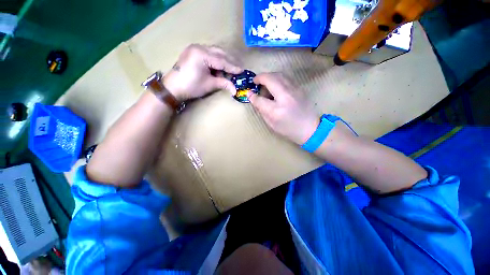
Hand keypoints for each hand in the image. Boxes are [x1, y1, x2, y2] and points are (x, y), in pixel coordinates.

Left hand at [163, 44, 242, 100]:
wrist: (173, 87)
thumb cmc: (191, 86)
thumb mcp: (209, 84)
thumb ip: (224, 83)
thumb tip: (235, 90)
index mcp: (202, 54)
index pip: (222, 60)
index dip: (233, 67)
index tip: (242, 71)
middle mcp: (199, 47)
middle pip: (219, 53)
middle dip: (230, 61)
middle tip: (238, 69)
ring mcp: (195, 48)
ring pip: (215, 52)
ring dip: (224, 60)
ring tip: (231, 68)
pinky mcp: (194, 51)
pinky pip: (209, 53)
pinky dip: (217, 60)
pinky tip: (221, 66)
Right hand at [248, 73, 319, 144]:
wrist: (310, 128)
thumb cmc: (288, 129)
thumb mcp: (271, 123)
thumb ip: (261, 109)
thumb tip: (253, 97)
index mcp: (276, 110)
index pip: (260, 99)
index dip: (252, 95)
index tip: (249, 93)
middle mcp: (286, 96)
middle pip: (270, 79)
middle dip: (260, 78)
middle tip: (256, 83)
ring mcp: (294, 90)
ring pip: (279, 74)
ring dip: (269, 76)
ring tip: (265, 83)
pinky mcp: (299, 88)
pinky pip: (285, 78)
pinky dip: (277, 78)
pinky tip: (275, 86)